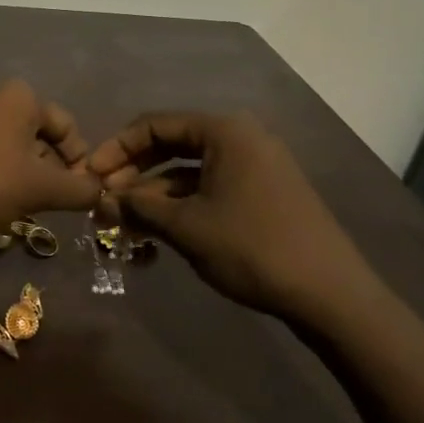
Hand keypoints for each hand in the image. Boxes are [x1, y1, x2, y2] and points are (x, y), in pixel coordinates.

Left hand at [0, 80, 101, 232]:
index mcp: (20, 96)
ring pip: (13, 147)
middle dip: (51, 171)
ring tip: (23, 206)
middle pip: (40, 136)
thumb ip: (79, 190)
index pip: (68, 128)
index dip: (80, 164)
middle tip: (50, 204)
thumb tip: (98, 191)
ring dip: (25, 175)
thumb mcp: (41, 189)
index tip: (78, 196)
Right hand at [85, 111, 379, 321]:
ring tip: (124, 223)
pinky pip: (210, 188)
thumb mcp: (185, 226)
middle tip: (104, 198)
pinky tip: (156, 232)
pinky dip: (181, 206)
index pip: (154, 125)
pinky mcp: (264, 194)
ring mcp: (257, 167)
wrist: (333, 297)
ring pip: (188, 172)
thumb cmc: (252, 248)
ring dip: (153, 195)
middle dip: (133, 173)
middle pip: (171, 145)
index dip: (116, 148)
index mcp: (225, 132)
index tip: (90, 175)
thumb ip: (137, 206)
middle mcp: (242, 139)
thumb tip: (102, 199)